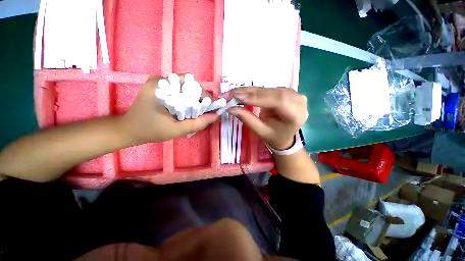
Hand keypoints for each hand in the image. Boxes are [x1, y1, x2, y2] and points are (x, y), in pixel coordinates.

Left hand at [120, 75, 218, 142]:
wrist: (129, 130)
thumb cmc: (151, 130)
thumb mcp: (176, 130)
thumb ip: (197, 123)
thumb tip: (216, 115)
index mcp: (161, 87)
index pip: (190, 83)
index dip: (203, 94)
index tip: (209, 106)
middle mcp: (159, 80)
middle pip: (188, 84)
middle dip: (199, 96)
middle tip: (204, 110)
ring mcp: (158, 82)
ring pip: (184, 87)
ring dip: (193, 97)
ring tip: (196, 110)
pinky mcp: (158, 87)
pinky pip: (178, 89)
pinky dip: (186, 98)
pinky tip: (186, 108)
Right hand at [226, 87, 307, 149]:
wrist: (285, 136)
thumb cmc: (275, 137)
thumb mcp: (261, 131)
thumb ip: (248, 119)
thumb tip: (231, 108)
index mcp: (296, 114)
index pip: (277, 100)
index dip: (256, 98)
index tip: (237, 98)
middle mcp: (297, 100)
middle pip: (270, 92)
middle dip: (248, 93)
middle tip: (229, 95)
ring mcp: (292, 93)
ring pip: (266, 88)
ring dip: (248, 91)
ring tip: (232, 94)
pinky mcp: (284, 91)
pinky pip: (266, 89)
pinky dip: (253, 91)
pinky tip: (241, 93)